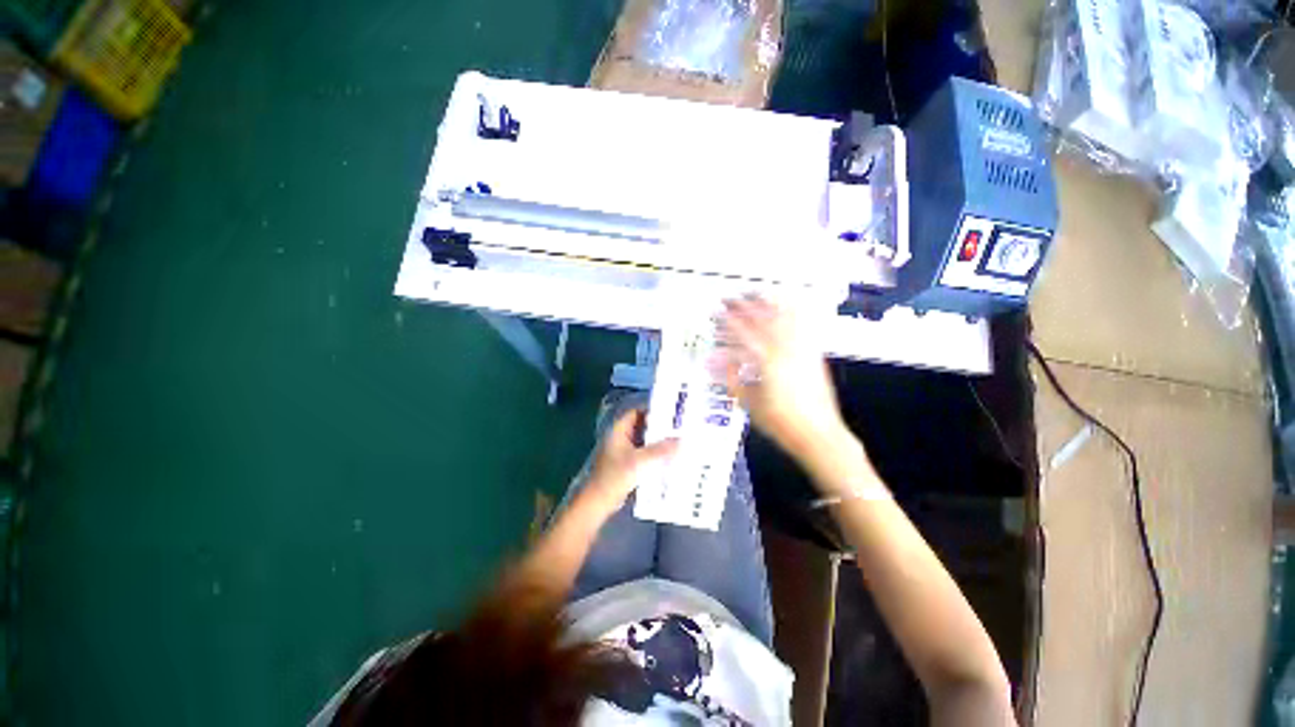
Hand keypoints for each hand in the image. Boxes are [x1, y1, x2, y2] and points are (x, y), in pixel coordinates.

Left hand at [581, 409, 678, 517]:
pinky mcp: (625, 466)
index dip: (652, 412)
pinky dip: (654, 455)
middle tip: (678, 430)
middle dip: (658, 429)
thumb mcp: (640, 461)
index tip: (670, 414)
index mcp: (618, 431)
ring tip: (677, 443)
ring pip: (643, 442)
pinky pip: (643, 455)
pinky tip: (668, 460)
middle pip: (641, 427)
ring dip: (657, 443)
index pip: (637, 412)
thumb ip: (661, 450)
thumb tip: (682, 440)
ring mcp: (622, 452)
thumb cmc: (616, 477)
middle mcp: (619, 438)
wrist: (599, 503)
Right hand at [716, 295, 848, 464]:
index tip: (716, 311)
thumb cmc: (781, 423)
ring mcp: (804, 349)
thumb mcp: (748, 402)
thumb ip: (728, 378)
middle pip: (763, 318)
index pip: (743, 332)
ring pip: (785, 316)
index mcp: (768, 362)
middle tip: (731, 298)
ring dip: (769, 302)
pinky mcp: (814, 353)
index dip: (727, 319)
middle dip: (745, 305)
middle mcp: (787, 349)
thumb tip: (710, 362)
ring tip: (756, 294)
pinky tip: (788, 304)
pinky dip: (794, 310)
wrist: (819, 434)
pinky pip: (805, 325)